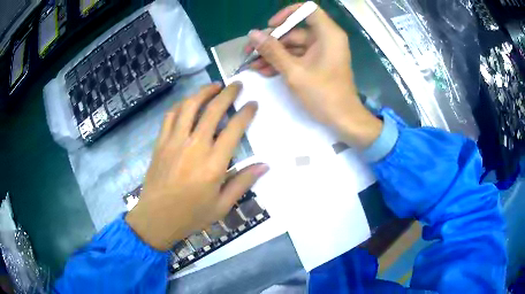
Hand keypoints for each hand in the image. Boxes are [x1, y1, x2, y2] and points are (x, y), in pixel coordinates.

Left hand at [126, 83, 268, 250]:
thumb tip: (265, 165)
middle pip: (213, 110)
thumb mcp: (222, 205)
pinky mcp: (160, 143)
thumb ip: (243, 182)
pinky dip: (181, 104)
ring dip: (203, 92)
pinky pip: (171, 116)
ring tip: (214, 86)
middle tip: (236, 84)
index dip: (246, 113)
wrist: (156, 218)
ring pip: (189, 106)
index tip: (252, 103)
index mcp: (214, 164)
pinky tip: (188, 102)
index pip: (234, 129)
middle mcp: (194, 147)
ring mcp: (174, 142)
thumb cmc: (191, 215)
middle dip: (227, 93)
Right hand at [247, 4, 382, 148]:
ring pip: (293, 45)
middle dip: (271, 41)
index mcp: (327, 34)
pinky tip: (264, 70)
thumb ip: (272, 51)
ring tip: (252, 64)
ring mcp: (321, 51)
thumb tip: (252, 34)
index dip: (287, 14)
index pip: (307, 10)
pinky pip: (297, 56)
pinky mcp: (318, 62)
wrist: (343, 120)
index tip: (271, 26)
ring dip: (273, 54)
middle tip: (249, 52)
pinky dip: (282, 62)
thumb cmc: (324, 95)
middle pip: (295, 30)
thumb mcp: (294, 72)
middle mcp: (325, 38)